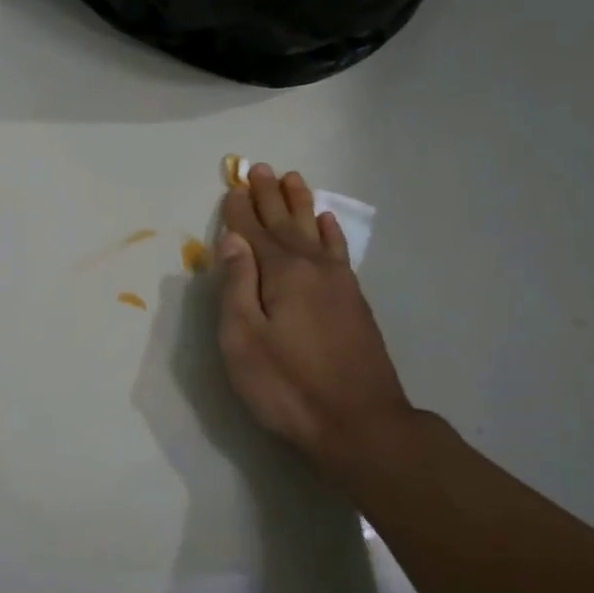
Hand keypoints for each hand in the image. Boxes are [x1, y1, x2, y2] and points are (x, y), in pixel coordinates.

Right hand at [216, 163, 415, 472]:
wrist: (360, 424)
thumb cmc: (288, 386)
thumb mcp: (243, 340)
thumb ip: (236, 285)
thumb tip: (232, 239)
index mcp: (282, 274)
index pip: (253, 232)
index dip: (241, 210)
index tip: (233, 184)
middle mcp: (313, 268)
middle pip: (286, 224)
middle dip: (270, 197)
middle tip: (261, 168)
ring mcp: (339, 283)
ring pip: (315, 231)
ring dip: (301, 205)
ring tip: (293, 179)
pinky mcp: (354, 301)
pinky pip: (339, 252)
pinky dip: (331, 233)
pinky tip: (328, 222)